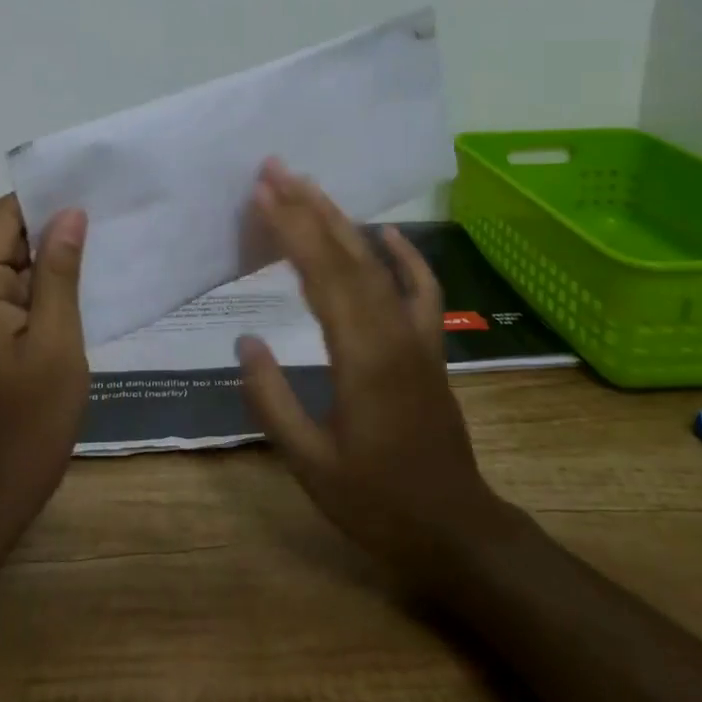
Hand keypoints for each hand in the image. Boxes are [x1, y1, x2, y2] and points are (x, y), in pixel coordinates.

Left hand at [0, 195, 90, 511]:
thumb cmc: (31, 418)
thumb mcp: (57, 340)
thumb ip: (60, 272)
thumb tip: (70, 214)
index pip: (0, 219)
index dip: (41, 199)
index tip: (87, 186)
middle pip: (3, 238)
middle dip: (50, 225)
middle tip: (105, 210)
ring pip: (10, 264)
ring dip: (49, 255)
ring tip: (102, 236)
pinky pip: (12, 292)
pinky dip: (43, 284)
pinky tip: (82, 278)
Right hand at [238, 161, 507, 592]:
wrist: (456, 532)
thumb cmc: (377, 502)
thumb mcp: (309, 461)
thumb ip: (272, 399)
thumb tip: (246, 341)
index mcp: (360, 357)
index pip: (320, 276)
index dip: (290, 229)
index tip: (262, 193)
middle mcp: (392, 333)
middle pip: (347, 256)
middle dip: (309, 207)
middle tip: (276, 169)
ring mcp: (417, 337)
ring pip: (378, 265)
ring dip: (343, 221)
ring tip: (311, 185)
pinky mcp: (430, 347)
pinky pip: (423, 291)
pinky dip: (407, 257)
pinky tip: (387, 232)